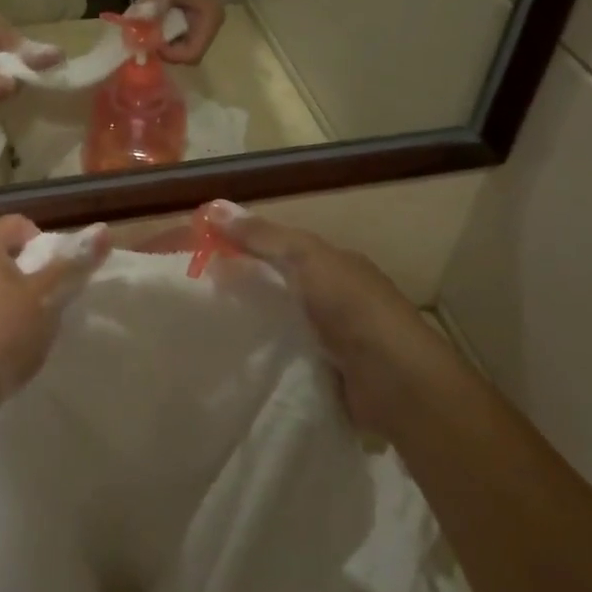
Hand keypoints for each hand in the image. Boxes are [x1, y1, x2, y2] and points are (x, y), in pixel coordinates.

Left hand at [0, 215, 107, 414]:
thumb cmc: (0, 333)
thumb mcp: (45, 298)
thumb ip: (74, 264)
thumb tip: (104, 229)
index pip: (22, 225)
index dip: (48, 246)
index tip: (59, 278)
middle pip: (10, 255)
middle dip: (37, 277)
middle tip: (52, 305)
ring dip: (20, 303)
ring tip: (33, 332)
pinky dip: (0, 323)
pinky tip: (9, 350)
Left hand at [138, 0, 225, 63]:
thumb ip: (151, 11)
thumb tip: (136, 37)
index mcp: (210, 17)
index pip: (192, 54)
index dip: (169, 55)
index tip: (146, 42)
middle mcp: (206, 19)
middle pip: (184, 50)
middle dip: (161, 48)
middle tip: (137, 39)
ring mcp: (194, 12)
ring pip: (174, 39)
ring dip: (155, 37)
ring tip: (136, 27)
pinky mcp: (182, 5)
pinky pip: (168, 26)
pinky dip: (154, 25)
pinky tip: (140, 16)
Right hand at [205, 201, 449, 435]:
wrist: (398, 383)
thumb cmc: (352, 308)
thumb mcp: (307, 258)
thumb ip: (263, 236)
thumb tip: (214, 208)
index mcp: (332, 264)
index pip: (278, 246)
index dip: (240, 244)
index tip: (199, 252)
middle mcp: (333, 297)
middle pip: (277, 284)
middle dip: (242, 285)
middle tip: (193, 294)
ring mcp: (332, 339)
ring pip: (279, 322)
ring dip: (251, 323)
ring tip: (205, 329)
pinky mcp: (326, 375)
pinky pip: (285, 357)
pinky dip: (264, 356)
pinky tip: (234, 362)